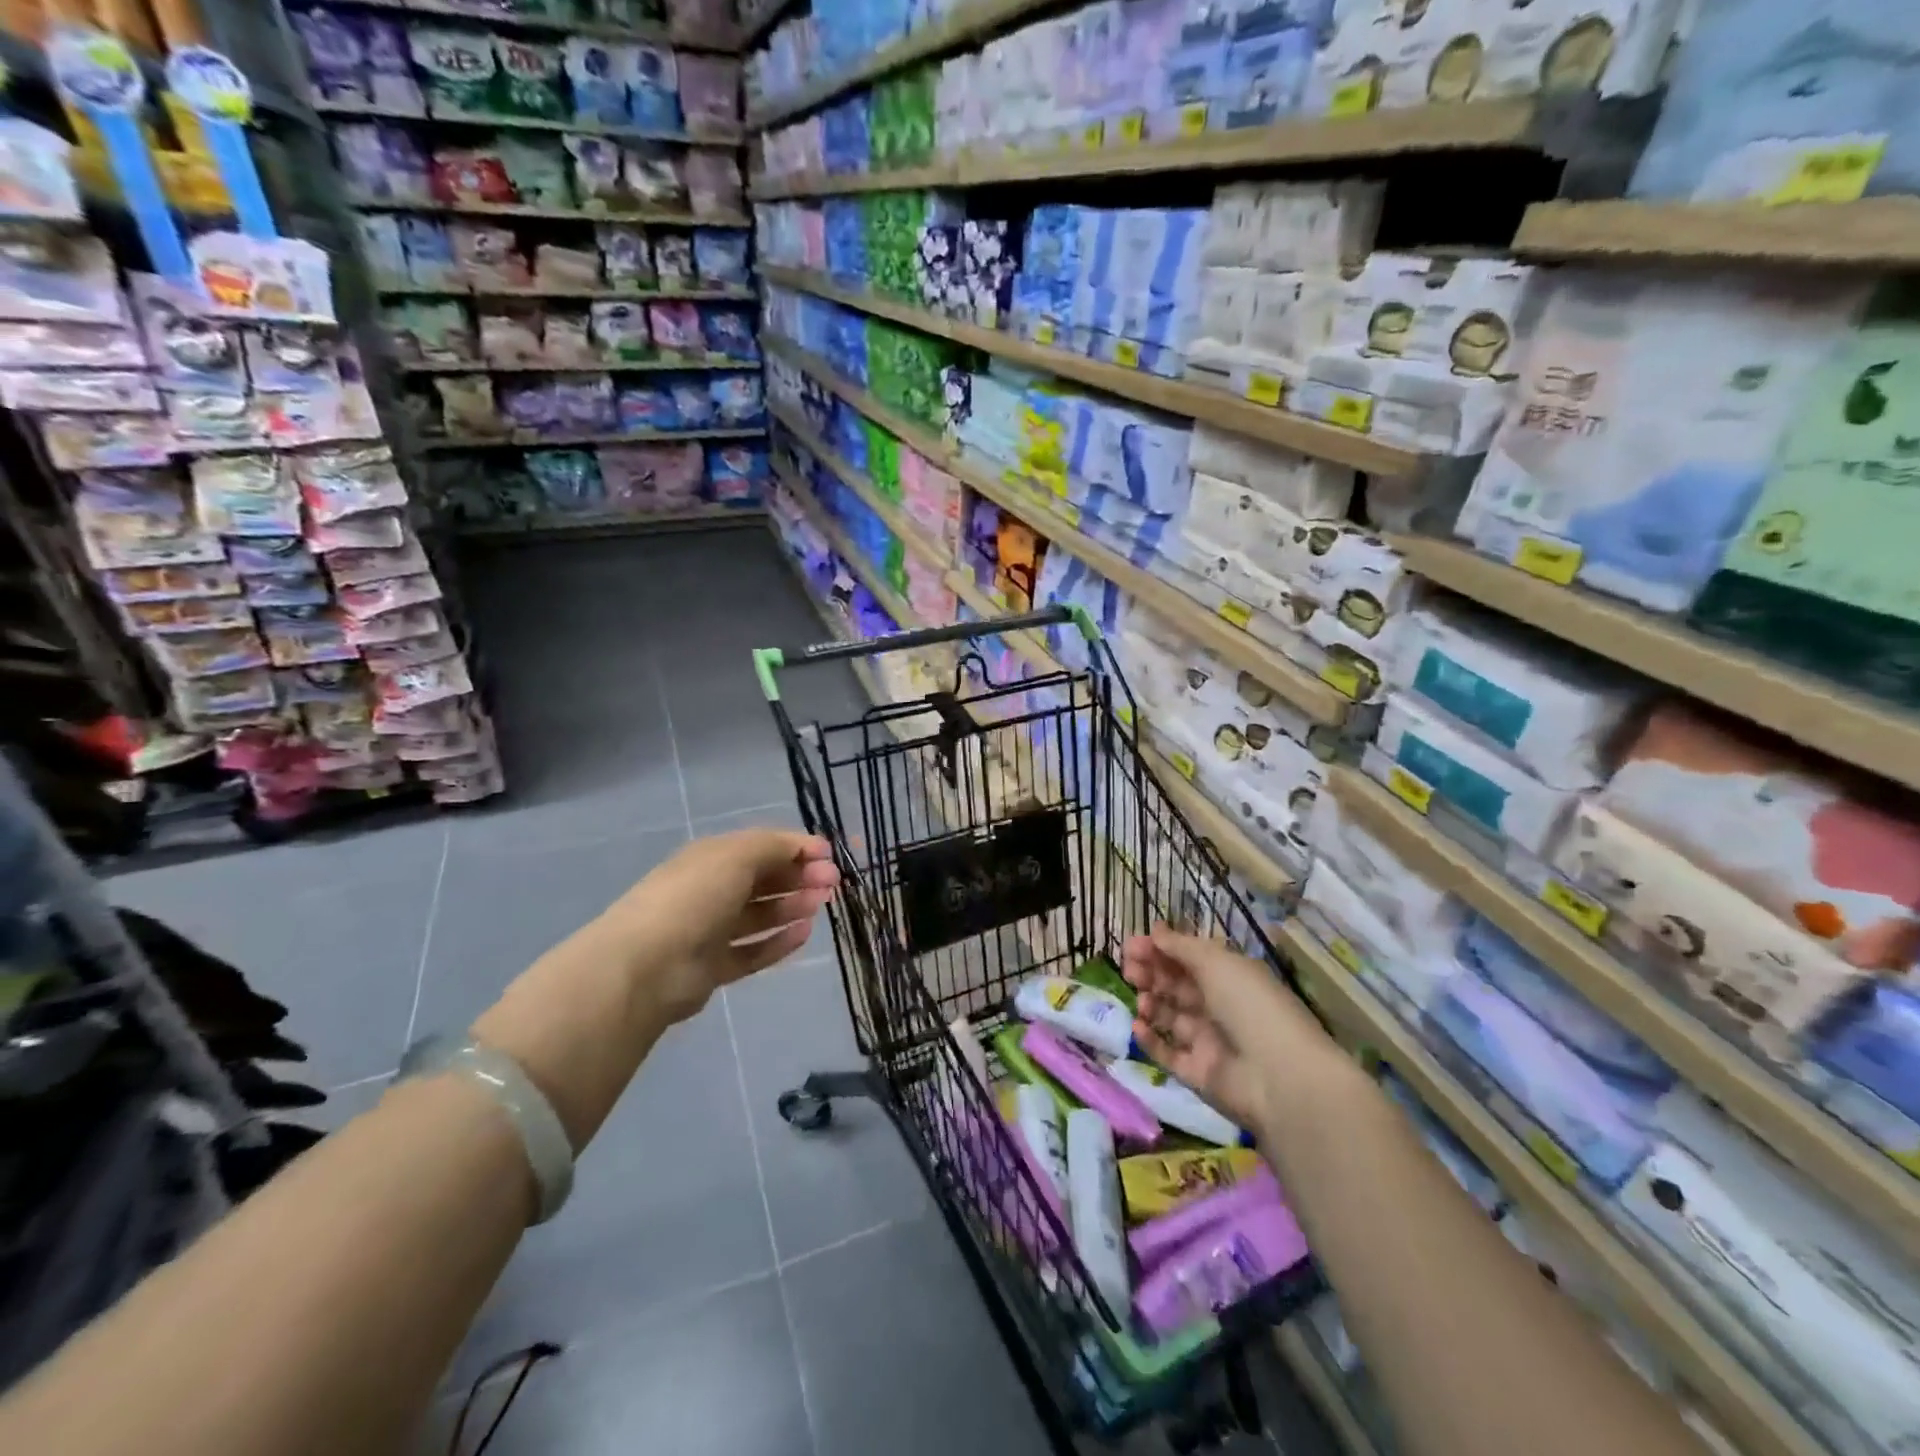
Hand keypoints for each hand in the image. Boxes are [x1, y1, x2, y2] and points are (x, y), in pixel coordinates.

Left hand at [600, 829, 839, 1021]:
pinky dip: (778, 942)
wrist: (648, 965)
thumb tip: (807, 848)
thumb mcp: (737, 856)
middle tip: (832, 883)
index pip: (761, 847)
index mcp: (712, 858)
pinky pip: (753, 951)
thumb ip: (776, 847)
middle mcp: (711, 890)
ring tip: (820, 905)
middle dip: (799, 876)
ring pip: (759, 915)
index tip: (830, 856)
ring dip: (791, 906)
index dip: (797, 848)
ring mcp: (710, 930)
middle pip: (763, 880)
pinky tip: (804, 934)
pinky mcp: (714, 968)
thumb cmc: (695, 897)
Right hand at [1123, 925, 1335, 1133]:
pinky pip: (1168, 1053)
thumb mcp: (1217, 963)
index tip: (1131, 945)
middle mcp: (1219, 1006)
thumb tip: (1155, 931)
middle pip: (1176, 985)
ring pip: (1170, 1017)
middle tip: (1129, 970)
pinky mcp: (1198, 1073)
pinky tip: (1138, 1026)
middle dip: (1150, 974)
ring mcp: (1208, 1041)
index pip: (1188, 958)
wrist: (1279, 1076)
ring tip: (1141, 1000)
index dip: (1159, 949)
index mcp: (1229, 976)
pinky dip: (1150, 1039)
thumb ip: (1181, 946)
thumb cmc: (1250, 1005)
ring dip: (1150, 1003)